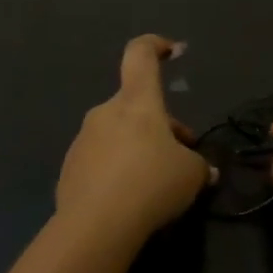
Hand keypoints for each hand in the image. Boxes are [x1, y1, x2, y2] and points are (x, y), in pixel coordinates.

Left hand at [56, 35, 211, 245]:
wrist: (96, 226)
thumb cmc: (152, 184)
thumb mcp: (192, 175)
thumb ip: (200, 166)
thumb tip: (203, 170)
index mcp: (136, 102)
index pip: (140, 56)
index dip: (155, 46)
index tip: (171, 51)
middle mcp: (106, 113)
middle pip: (136, 107)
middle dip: (161, 127)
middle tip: (182, 158)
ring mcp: (83, 140)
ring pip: (119, 135)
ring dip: (140, 150)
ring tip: (158, 185)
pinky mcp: (70, 169)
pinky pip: (101, 161)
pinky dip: (118, 172)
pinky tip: (131, 201)